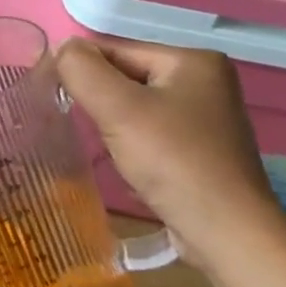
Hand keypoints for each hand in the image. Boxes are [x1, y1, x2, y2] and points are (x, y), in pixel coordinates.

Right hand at [55, 37, 285, 268]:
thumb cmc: (173, 162)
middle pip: (125, 78)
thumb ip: (81, 69)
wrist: (228, 236)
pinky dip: (132, 145)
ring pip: (135, 107)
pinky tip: (132, 167)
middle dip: (101, 102)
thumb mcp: (117, 107)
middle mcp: (206, 81)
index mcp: (193, 60)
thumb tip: (61, 50)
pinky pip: (151, 132)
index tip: (58, 98)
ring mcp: (207, 118)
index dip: (83, 72)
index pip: (115, 50)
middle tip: (90, 129)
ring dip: (113, 126)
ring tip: (113, 151)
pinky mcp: (202, 149)